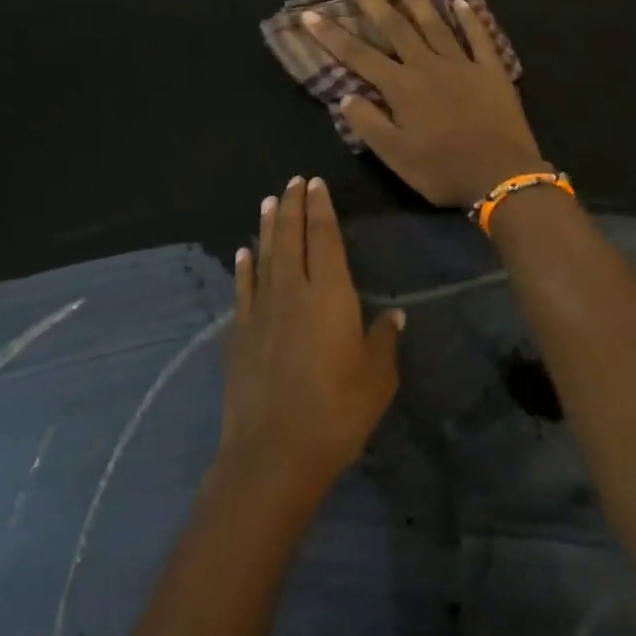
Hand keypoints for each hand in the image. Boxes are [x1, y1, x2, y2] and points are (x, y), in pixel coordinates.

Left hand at [218, 176, 401, 504]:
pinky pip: (244, 289)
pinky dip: (245, 266)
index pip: (325, 238)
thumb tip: (394, 316)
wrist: (274, 453)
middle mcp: (293, 291)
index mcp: (330, 295)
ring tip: (269, 201)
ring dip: (268, 226)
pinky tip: (244, 253)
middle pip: (291, 237)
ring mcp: (262, 311)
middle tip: (293, 181)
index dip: (321, 208)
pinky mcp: (241, 334)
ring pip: (265, 255)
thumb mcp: (377, 378)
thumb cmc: (337, 412)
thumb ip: (383, 340)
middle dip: (293, 206)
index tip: (316, 184)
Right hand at [304, 0, 548, 206]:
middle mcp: (429, 66)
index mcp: (402, 88)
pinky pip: (479, 38)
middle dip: (372, 2)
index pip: (359, 55)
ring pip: (435, 24)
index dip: (332, 35)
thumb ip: (368, 124)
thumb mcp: (395, 156)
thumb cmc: (443, 170)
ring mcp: (463, 65)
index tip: (311, 14)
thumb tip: (345, 96)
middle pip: (396, 28)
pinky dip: (470, 18)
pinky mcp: (492, 71)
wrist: (501, 174)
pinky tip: (461, 2)